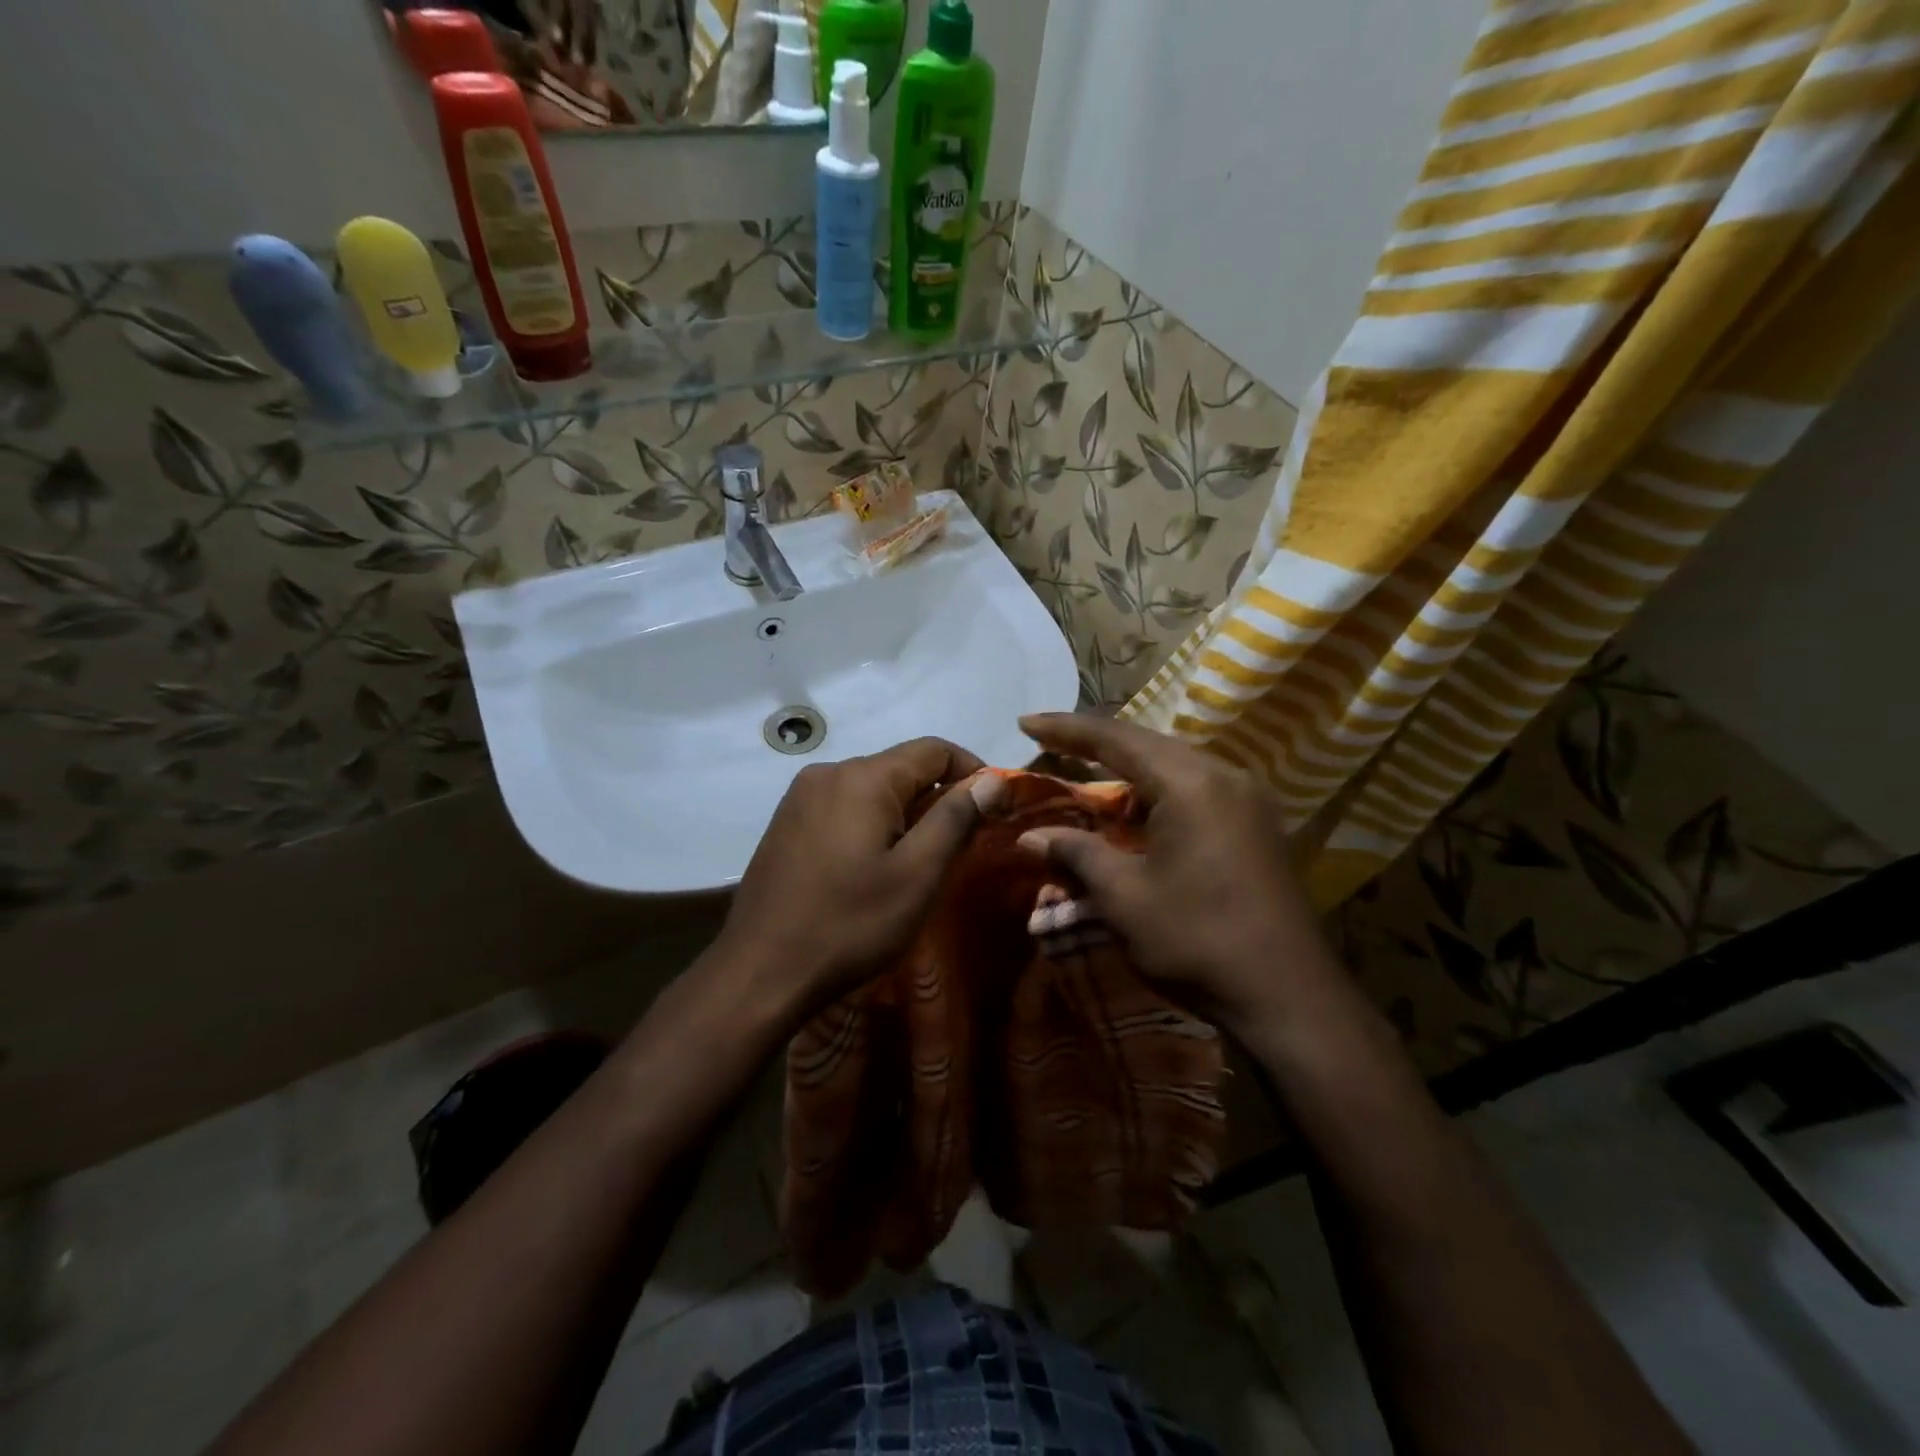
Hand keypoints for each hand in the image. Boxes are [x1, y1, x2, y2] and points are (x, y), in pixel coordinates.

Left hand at [713, 737, 998, 1019]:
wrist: (759, 972)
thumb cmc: (849, 923)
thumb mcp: (917, 874)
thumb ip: (956, 818)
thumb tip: (992, 780)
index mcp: (863, 777)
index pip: (934, 749)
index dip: (973, 771)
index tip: (995, 808)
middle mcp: (828, 772)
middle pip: (901, 767)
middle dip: (938, 796)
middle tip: (961, 844)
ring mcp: (800, 797)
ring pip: (871, 788)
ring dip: (905, 812)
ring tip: (919, 860)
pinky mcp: (786, 823)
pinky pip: (843, 807)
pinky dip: (871, 823)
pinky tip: (873, 865)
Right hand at [1016, 713, 1347, 1043]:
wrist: (1289, 997)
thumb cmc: (1197, 939)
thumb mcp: (1123, 897)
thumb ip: (1076, 854)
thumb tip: (1030, 836)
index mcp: (1190, 783)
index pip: (1115, 739)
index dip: (1065, 729)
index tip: (1024, 723)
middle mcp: (1224, 776)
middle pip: (1147, 744)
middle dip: (1094, 744)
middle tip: (1048, 743)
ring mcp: (1247, 800)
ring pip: (1173, 767)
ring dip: (1127, 770)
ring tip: (1084, 773)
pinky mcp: (1256, 825)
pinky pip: (1195, 790)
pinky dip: (1156, 792)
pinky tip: (1135, 811)